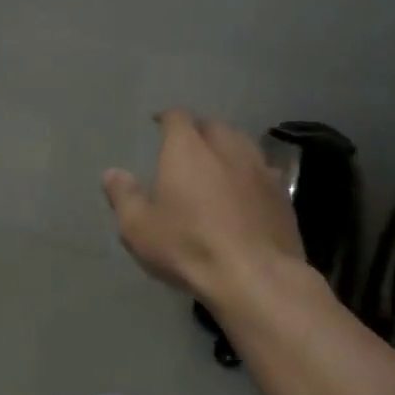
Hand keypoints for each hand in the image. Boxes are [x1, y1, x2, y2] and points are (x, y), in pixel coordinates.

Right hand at [102, 109, 304, 303]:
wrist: (255, 276)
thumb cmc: (188, 246)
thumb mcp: (139, 227)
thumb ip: (124, 196)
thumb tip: (112, 173)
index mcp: (188, 149)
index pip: (177, 117)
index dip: (166, 118)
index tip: (158, 125)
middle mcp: (226, 148)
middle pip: (213, 126)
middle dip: (198, 131)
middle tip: (186, 147)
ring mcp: (260, 168)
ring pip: (243, 143)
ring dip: (227, 148)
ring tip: (217, 163)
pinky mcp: (282, 193)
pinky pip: (263, 170)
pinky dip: (250, 173)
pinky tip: (245, 189)